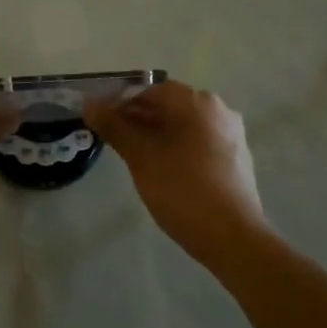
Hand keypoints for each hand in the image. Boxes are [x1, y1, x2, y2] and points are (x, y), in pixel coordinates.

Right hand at [86, 80, 269, 261]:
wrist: (232, 236)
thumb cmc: (181, 189)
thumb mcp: (141, 157)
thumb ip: (114, 126)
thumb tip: (89, 104)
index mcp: (196, 102)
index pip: (151, 90)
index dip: (123, 102)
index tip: (104, 122)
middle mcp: (219, 110)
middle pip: (170, 106)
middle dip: (140, 119)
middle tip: (116, 140)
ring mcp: (232, 135)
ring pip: (186, 125)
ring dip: (159, 134)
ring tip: (136, 157)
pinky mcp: (237, 158)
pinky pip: (200, 142)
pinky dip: (179, 148)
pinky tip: (165, 171)